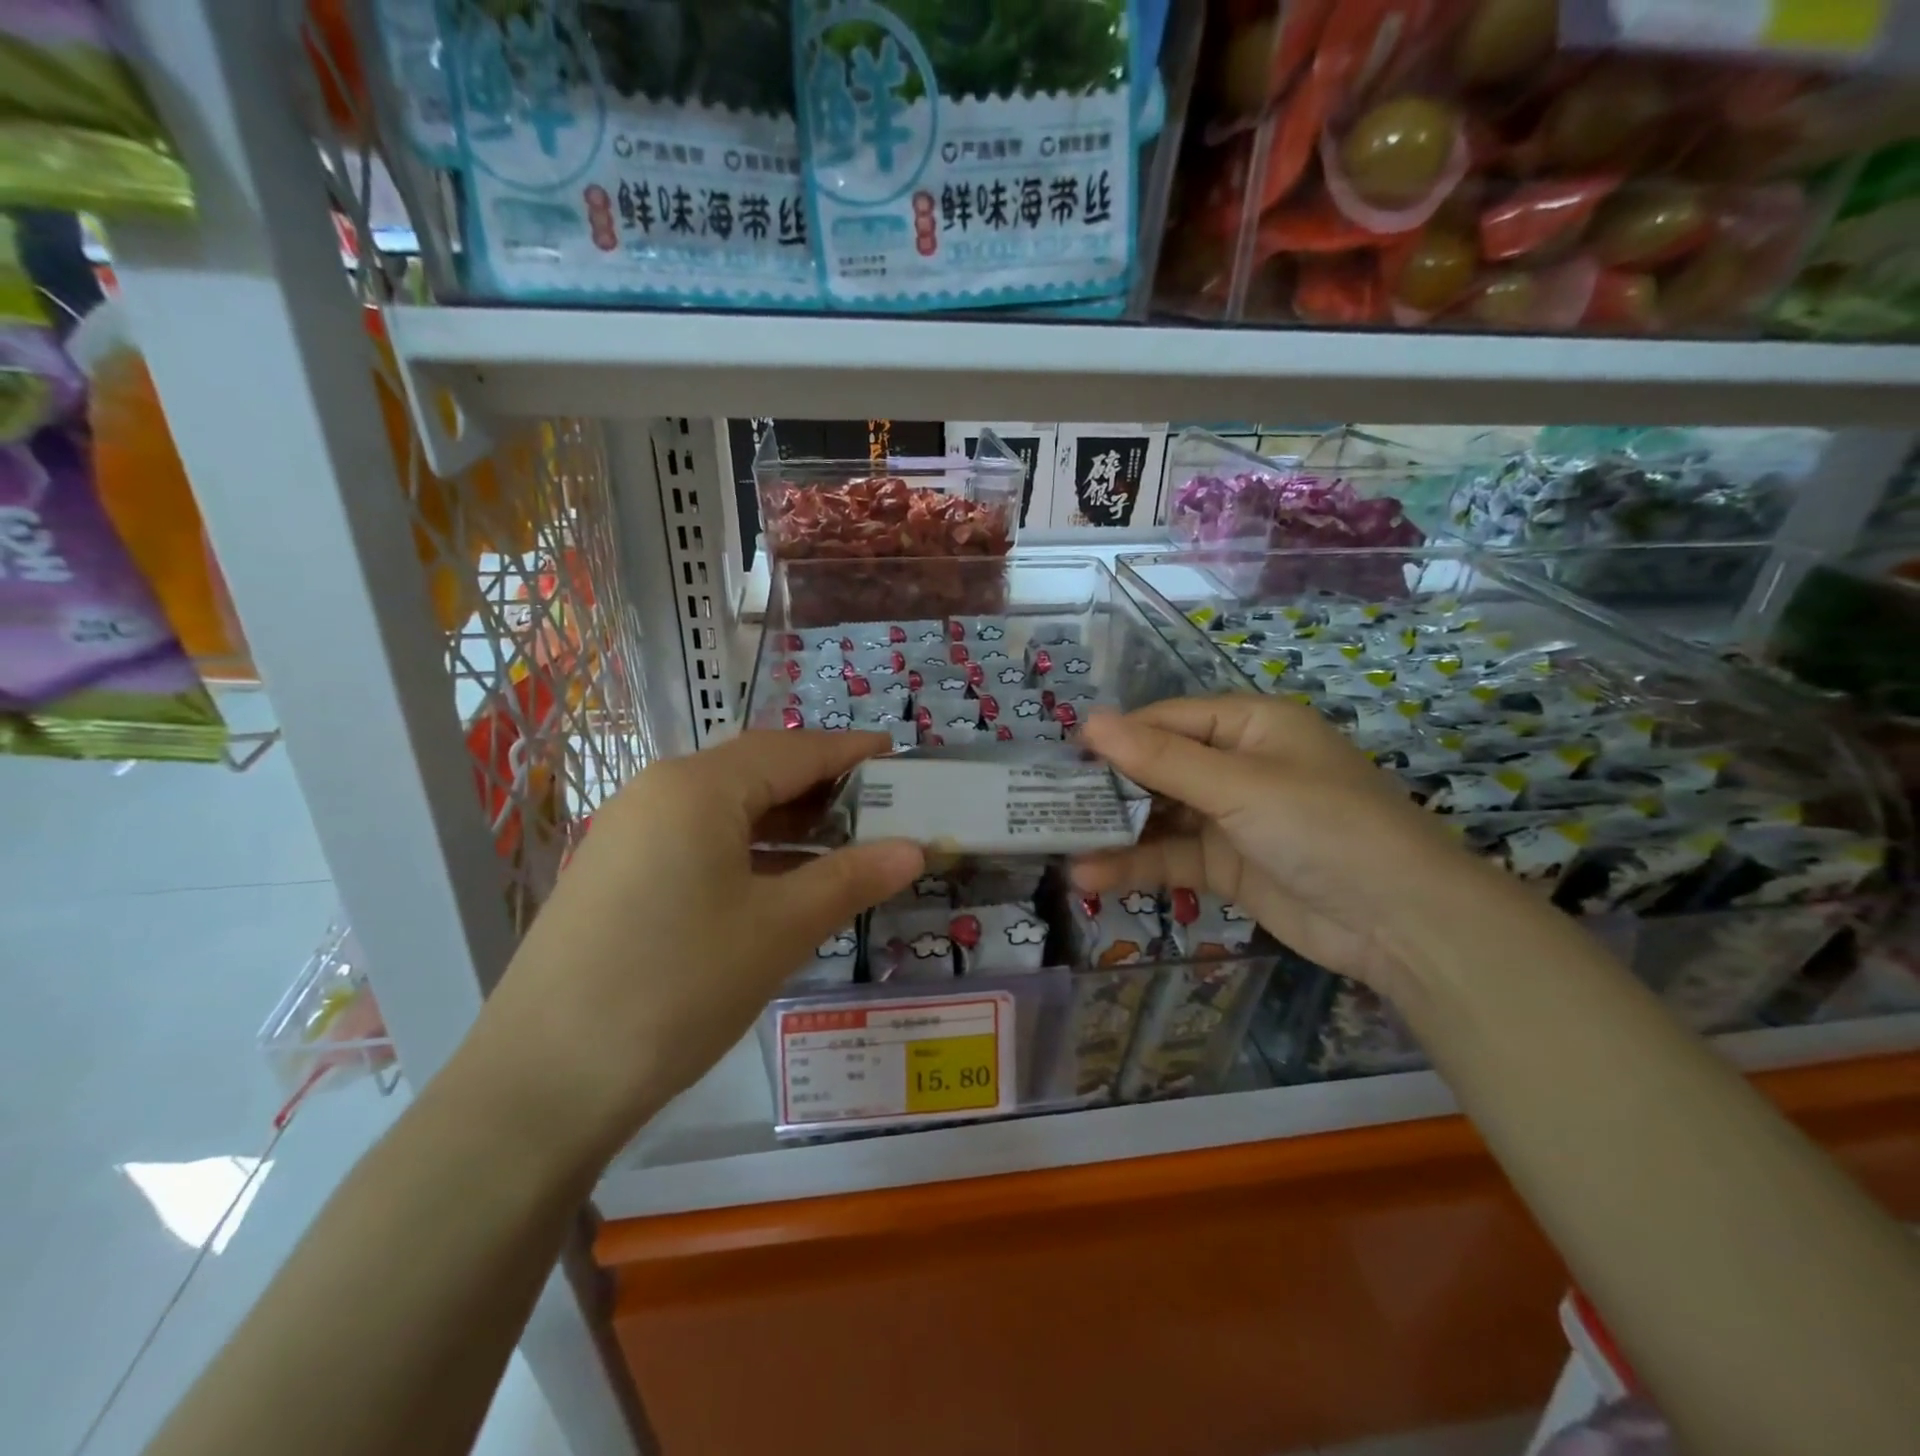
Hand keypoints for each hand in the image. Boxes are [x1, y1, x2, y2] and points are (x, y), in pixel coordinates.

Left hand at [465, 732, 923, 1162]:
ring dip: (786, 822)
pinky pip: (697, 840)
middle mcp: (659, 792)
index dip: (850, 752)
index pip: (793, 750)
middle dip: (821, 787)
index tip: (899, 755)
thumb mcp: (778, 929)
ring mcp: (629, 832)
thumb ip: (851, 878)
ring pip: (726, 809)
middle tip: (880, 808)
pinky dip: (748, 850)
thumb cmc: (678, 987)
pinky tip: (779, 883)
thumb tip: (914, 850)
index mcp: (698, 787)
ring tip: (843, 846)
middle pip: (757, 772)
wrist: (541, 1084)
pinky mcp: (615, 873)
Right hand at [1073, 697, 1514, 994]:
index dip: (1117, 736)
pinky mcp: (1227, 865)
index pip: (1166, 720)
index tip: (1062, 757)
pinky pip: (1171, 857)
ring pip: (1158, 816)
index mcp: (1248, 725)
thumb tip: (1089, 721)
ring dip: (1114, 832)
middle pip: (1157, 768)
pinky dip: (1135, 866)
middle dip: (1107, 787)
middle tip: (1047, 804)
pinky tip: (1092, 877)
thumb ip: (1161, 760)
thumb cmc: (1323, 827)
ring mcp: (1231, 818)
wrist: (1402, 922)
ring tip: (1057, 845)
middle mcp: (1237, 765)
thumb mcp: (1239, 786)